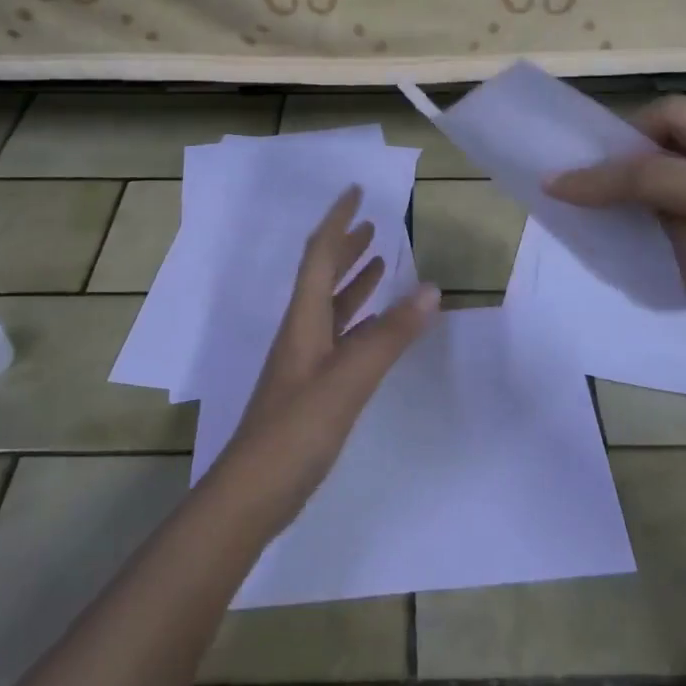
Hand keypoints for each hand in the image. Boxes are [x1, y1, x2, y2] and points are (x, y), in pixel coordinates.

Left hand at [209, 185, 440, 531]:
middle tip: (371, 225)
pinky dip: (360, 320)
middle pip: (322, 275)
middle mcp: (302, 332)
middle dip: (345, 246)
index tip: (354, 192)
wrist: (254, 493)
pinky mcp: (313, 388)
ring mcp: (306, 362)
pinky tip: (378, 325)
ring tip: (380, 262)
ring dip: (354, 281)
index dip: (336, 221)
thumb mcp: (349, 378)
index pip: (319, 255)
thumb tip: (431, 289)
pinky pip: (340, 338)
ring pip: (332, 307)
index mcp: (304, 319)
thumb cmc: (297, 428)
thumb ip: (390, 335)